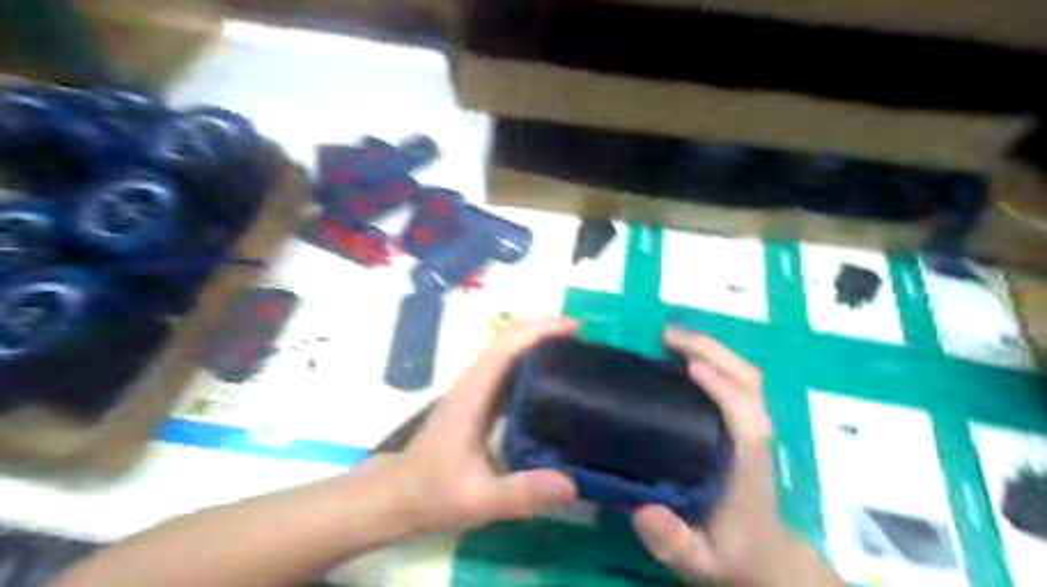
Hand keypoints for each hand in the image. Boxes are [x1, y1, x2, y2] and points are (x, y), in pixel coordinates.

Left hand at [387, 318, 581, 532]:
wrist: (399, 495)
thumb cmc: (432, 493)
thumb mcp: (478, 500)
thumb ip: (521, 492)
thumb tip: (572, 482)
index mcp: (472, 394)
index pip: (506, 347)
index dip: (539, 331)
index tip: (574, 328)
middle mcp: (473, 383)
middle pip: (509, 339)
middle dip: (545, 331)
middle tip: (584, 340)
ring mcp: (474, 389)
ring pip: (508, 350)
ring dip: (539, 342)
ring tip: (575, 353)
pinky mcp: (478, 399)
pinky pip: (508, 369)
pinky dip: (531, 361)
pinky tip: (553, 380)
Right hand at [628, 327, 784, 583]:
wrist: (762, 559)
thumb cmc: (730, 555)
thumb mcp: (699, 562)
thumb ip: (674, 542)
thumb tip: (643, 510)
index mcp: (748, 466)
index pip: (745, 415)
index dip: (721, 386)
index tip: (685, 366)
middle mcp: (755, 437)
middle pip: (748, 381)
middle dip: (711, 351)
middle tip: (665, 337)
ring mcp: (751, 427)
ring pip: (744, 376)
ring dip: (710, 350)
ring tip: (668, 340)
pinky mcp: (741, 424)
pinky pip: (733, 382)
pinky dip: (710, 361)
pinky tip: (679, 359)